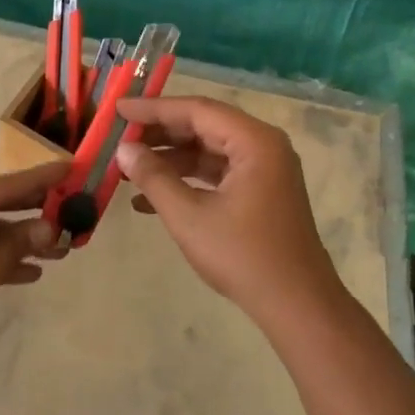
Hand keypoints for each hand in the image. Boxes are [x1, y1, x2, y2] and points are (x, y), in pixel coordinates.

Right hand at [115, 96, 346, 324]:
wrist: (296, 306)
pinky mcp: (261, 193)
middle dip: (159, 133)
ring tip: (129, 167)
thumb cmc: (243, 256)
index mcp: (254, 142)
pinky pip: (217, 173)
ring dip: (169, 158)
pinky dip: (186, 180)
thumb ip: (154, 177)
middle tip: (120, 136)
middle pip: (203, 126)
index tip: (118, 109)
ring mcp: (264, 170)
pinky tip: (148, 199)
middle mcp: (263, 146)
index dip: (154, 108)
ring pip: (208, 150)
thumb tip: (124, 150)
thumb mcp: (189, 216)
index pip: (197, 110)